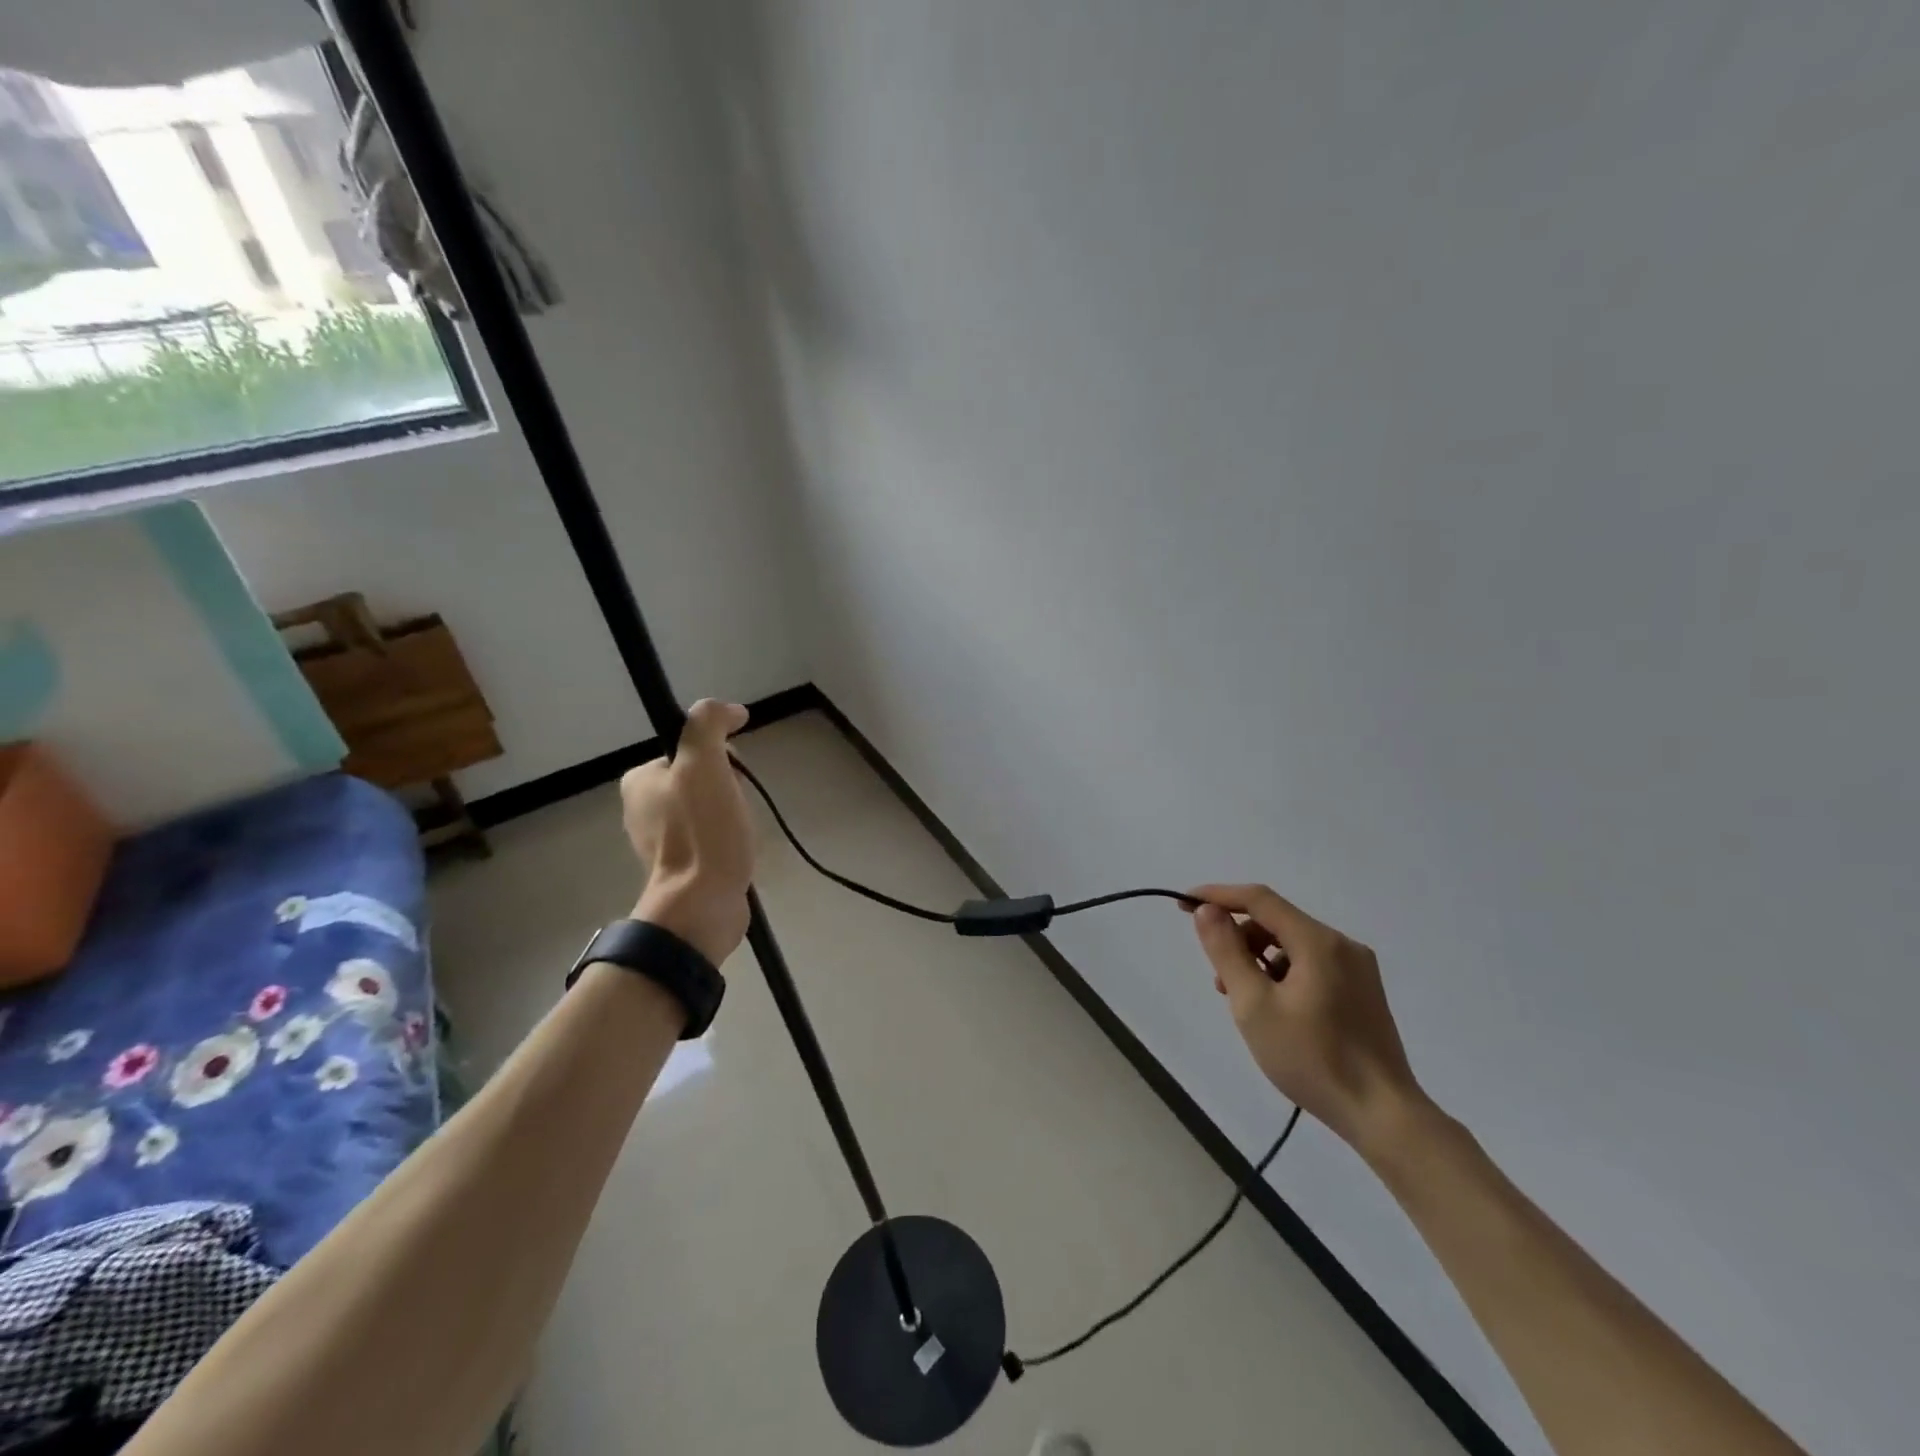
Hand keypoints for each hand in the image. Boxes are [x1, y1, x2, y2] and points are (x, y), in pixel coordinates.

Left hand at [619, 700, 754, 965]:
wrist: (703, 904)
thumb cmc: (702, 831)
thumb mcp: (704, 762)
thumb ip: (709, 723)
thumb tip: (731, 710)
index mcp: (640, 780)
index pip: (691, 748)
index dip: (720, 755)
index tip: (732, 775)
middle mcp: (643, 808)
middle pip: (703, 777)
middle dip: (729, 787)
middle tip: (735, 808)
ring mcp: (662, 840)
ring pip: (711, 806)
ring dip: (733, 814)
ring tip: (739, 833)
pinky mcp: (683, 866)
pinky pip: (713, 836)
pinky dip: (729, 838)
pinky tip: (737, 851)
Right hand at [1189, 883, 1426, 1157]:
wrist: (1383, 1115)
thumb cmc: (1312, 1058)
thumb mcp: (1254, 1005)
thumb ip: (1227, 951)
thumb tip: (1207, 910)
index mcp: (1318, 941)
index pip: (1258, 899)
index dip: (1217, 896)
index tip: (1182, 903)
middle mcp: (1341, 944)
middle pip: (1276, 921)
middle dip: (1239, 938)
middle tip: (1217, 977)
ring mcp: (1357, 968)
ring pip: (1292, 944)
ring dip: (1258, 958)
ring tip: (1241, 999)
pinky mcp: (1362, 991)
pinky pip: (1310, 964)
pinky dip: (1281, 974)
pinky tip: (1272, 1009)